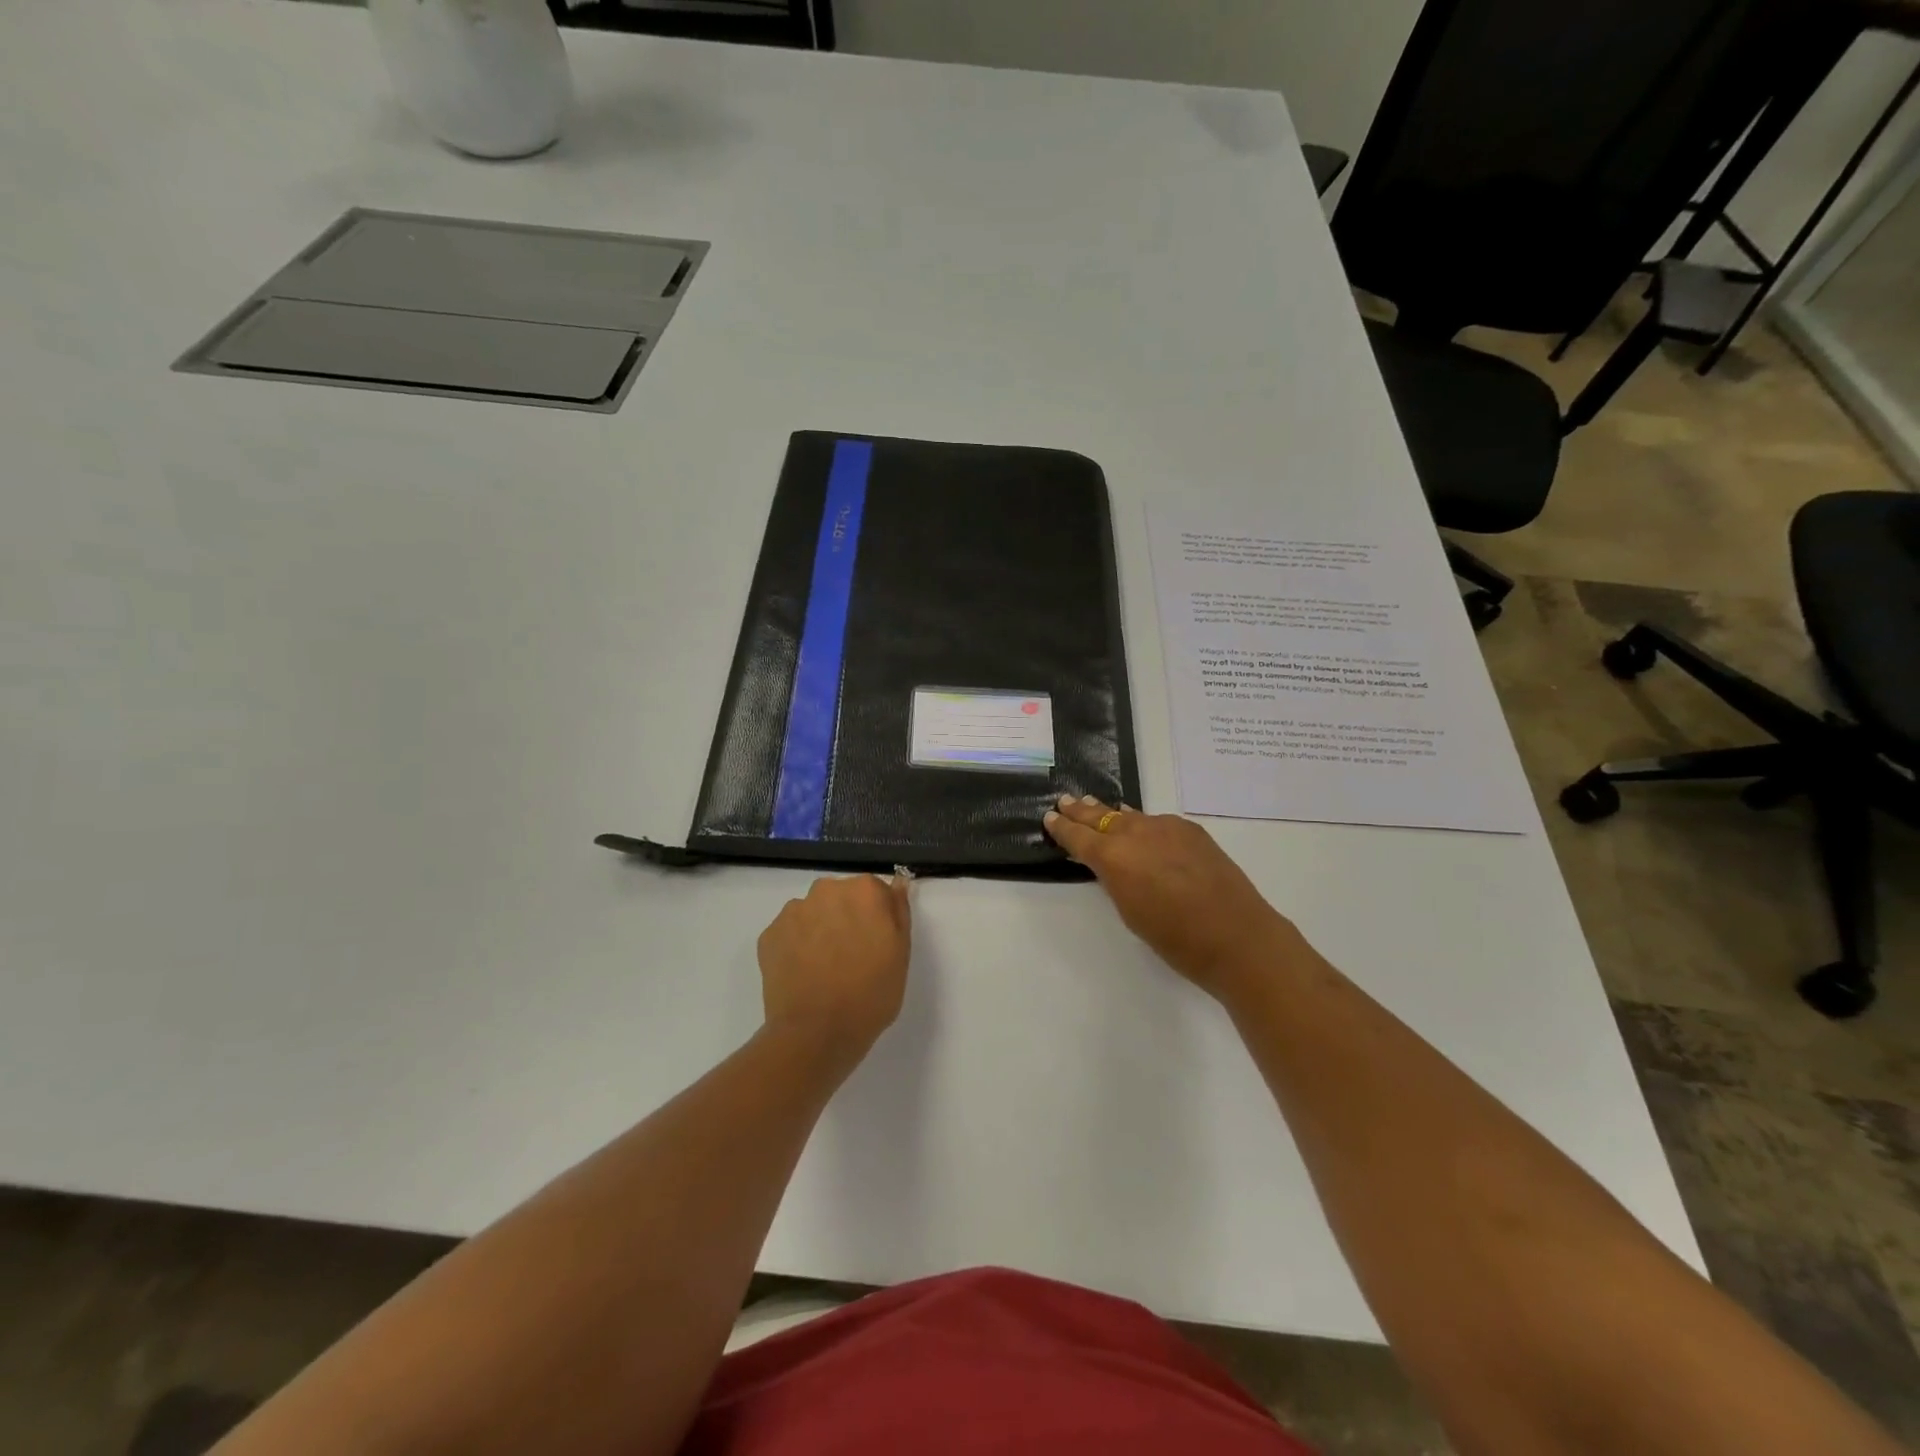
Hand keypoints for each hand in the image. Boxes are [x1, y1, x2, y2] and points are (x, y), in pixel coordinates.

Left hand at [757, 874, 911, 1063]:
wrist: (817, 1033)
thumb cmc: (871, 994)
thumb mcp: (901, 953)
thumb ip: (898, 911)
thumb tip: (897, 883)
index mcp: (865, 891)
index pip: (875, 892)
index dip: (877, 918)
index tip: (877, 943)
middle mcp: (827, 889)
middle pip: (841, 897)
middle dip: (846, 918)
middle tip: (852, 957)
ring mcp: (794, 911)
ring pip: (813, 913)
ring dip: (819, 930)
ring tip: (823, 969)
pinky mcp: (769, 934)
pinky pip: (789, 933)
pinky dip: (796, 947)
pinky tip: (803, 974)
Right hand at [1044, 795, 1298, 1000]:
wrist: (1236, 935)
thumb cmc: (1176, 939)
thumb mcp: (1130, 912)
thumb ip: (1115, 880)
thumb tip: (1112, 862)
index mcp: (1113, 858)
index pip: (1078, 837)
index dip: (1061, 828)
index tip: (1049, 819)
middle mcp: (1135, 834)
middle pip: (1100, 817)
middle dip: (1080, 811)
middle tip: (1064, 801)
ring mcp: (1165, 827)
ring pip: (1130, 816)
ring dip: (1109, 813)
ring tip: (1094, 806)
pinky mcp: (1190, 830)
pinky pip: (1156, 821)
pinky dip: (1142, 822)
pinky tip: (1139, 823)